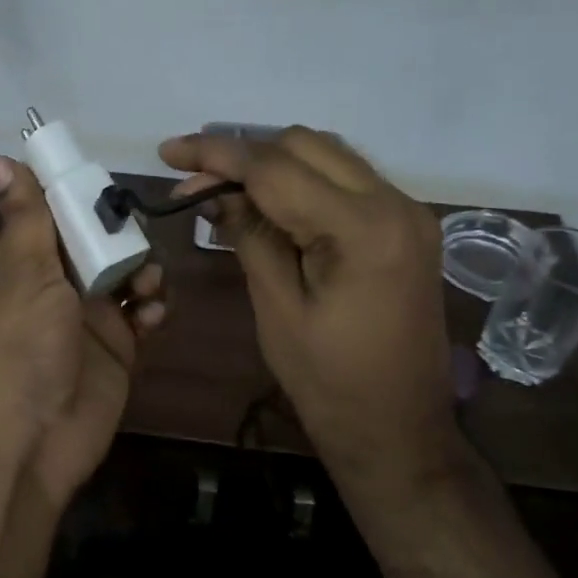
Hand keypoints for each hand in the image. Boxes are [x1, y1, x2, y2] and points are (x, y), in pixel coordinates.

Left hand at [0, 156, 164, 503]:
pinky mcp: (118, 347)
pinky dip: (151, 309)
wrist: (34, 436)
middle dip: (121, 234)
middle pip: (98, 240)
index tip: (104, 180)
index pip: (53, 212)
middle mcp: (57, 284)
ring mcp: (89, 316)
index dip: (77, 194)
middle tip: (133, 238)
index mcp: (25, 262)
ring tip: (145, 287)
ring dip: (143, 271)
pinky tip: (149, 317)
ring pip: (127, 273)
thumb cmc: (22, 345)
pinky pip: (143, 314)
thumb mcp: (23, 273)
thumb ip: (25, 217)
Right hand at [160, 128, 456, 507]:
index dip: (217, 154)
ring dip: (273, 163)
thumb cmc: (329, 383)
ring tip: (224, 190)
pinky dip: (302, 181)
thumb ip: (249, 235)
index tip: (169, 152)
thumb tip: (210, 190)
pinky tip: (269, 203)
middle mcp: (396, 204)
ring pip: (328, 155)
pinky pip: (346, 180)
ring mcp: (408, 212)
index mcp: (364, 230)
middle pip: (305, 145)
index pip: (276, 168)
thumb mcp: (277, 308)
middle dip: (244, 154)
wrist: (399, 431)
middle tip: (195, 183)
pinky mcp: (406, 226)